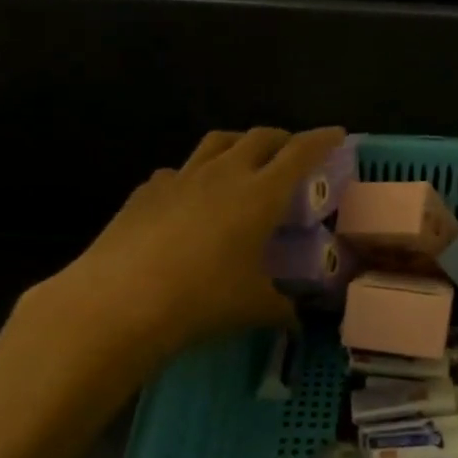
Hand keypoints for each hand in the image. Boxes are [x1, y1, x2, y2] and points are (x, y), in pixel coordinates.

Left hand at [18, 127, 344, 373]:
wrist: (120, 300)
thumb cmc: (203, 299)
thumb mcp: (254, 307)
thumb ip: (281, 309)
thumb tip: (297, 323)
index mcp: (260, 194)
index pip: (300, 153)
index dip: (322, 140)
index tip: (337, 134)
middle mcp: (224, 174)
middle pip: (259, 137)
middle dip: (282, 138)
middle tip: (292, 152)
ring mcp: (181, 178)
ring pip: (217, 142)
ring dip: (239, 144)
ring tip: (245, 160)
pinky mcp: (147, 191)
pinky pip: (179, 171)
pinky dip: (194, 176)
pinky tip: (190, 199)